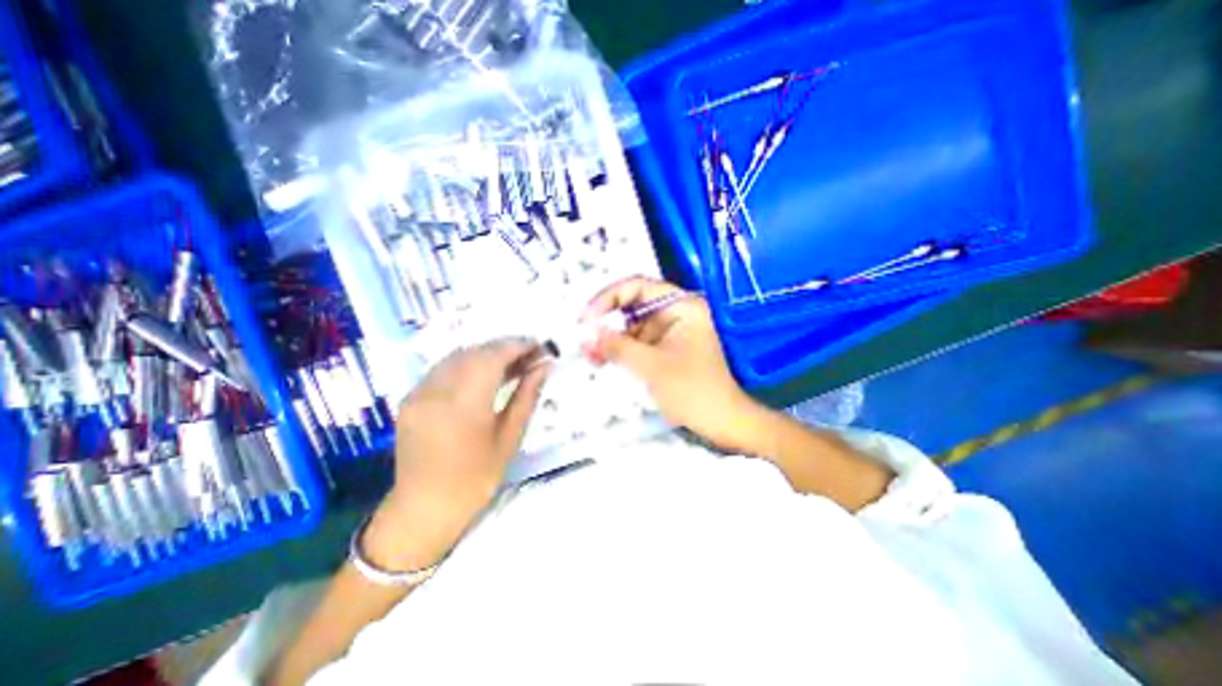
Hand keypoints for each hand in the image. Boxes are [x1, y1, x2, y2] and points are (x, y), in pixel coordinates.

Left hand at [360, 339, 550, 572]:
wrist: (424, 509)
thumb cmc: (476, 479)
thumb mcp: (509, 438)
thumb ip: (527, 396)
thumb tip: (544, 367)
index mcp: (463, 405)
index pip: (492, 357)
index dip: (518, 346)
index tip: (539, 345)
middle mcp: (436, 391)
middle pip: (475, 352)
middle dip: (505, 347)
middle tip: (530, 355)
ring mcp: (418, 392)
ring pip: (458, 356)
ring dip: (487, 354)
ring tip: (511, 363)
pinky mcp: (410, 397)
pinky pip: (444, 368)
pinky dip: (468, 363)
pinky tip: (484, 374)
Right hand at [578, 276, 761, 453]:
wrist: (720, 423)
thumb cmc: (693, 390)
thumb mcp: (652, 366)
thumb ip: (617, 346)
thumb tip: (587, 334)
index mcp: (681, 306)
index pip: (638, 286)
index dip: (608, 298)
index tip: (587, 318)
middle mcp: (675, 312)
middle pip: (632, 304)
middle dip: (606, 320)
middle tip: (583, 336)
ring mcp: (668, 331)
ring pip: (630, 325)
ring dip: (609, 338)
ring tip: (588, 355)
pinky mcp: (663, 349)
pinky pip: (635, 342)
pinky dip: (618, 350)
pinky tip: (600, 360)